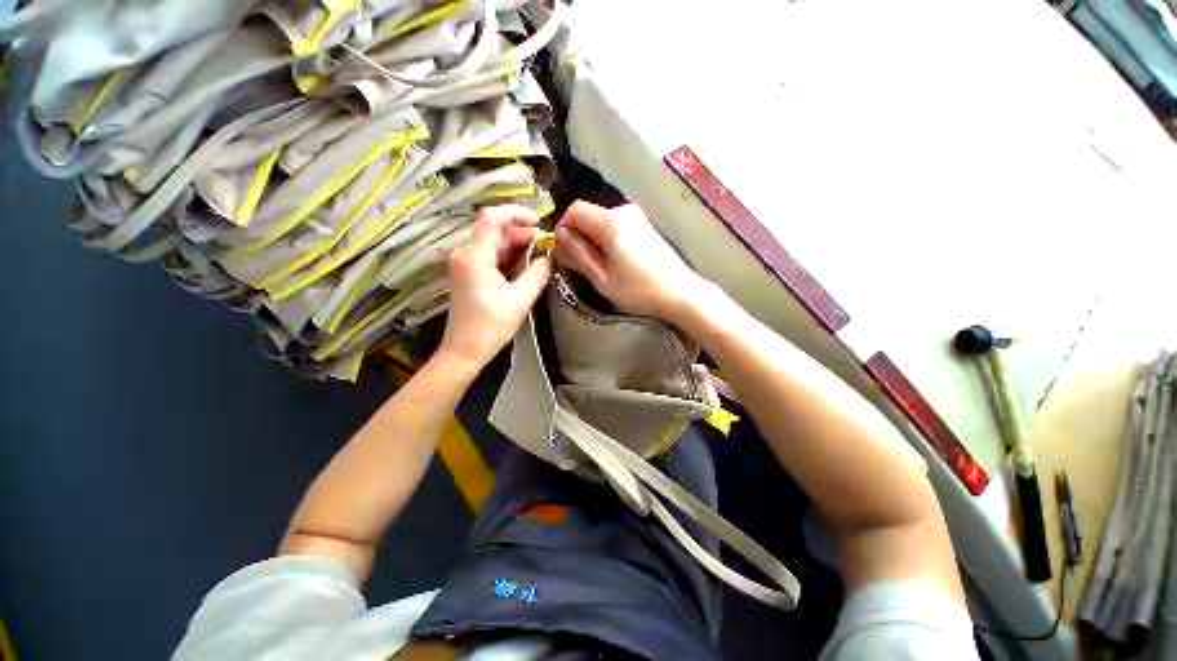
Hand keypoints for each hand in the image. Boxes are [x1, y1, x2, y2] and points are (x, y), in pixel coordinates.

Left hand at [438, 205, 551, 369]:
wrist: (464, 351)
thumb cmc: (491, 326)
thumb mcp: (521, 299)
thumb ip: (538, 273)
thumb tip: (550, 257)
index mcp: (474, 256)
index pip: (493, 218)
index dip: (517, 213)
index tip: (539, 221)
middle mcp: (466, 254)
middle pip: (495, 231)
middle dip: (522, 234)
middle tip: (546, 245)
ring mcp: (465, 264)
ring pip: (494, 244)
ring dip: (517, 247)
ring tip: (539, 257)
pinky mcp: (469, 275)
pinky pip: (491, 257)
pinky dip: (509, 259)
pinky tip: (525, 268)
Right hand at [554, 201, 706, 320]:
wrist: (679, 292)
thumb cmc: (638, 290)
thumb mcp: (602, 278)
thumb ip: (578, 255)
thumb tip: (559, 237)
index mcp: (610, 222)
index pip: (574, 210)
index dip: (563, 228)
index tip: (563, 251)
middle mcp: (623, 211)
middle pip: (588, 214)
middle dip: (578, 235)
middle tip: (579, 263)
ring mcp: (636, 216)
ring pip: (600, 220)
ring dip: (592, 238)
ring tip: (598, 265)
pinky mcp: (644, 224)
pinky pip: (615, 225)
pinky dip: (606, 238)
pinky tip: (615, 260)